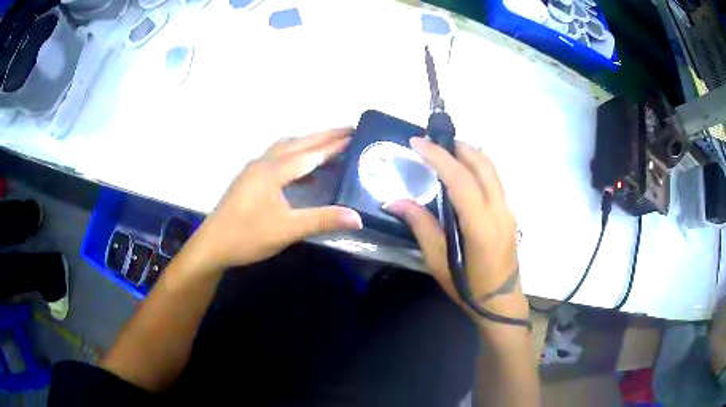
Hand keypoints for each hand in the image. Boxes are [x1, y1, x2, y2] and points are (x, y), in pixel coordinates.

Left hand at [188, 128, 362, 271]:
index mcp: (273, 171)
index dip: (334, 144)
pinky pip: (277, 158)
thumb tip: (358, 217)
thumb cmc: (247, 236)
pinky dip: (295, 157)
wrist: (212, 245)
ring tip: (328, 145)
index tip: (355, 133)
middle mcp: (263, 163)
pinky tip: (303, 172)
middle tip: (348, 131)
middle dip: (324, 136)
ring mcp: (254, 169)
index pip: (310, 153)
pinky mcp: (249, 179)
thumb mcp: (287, 230)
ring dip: (307, 143)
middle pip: (298, 143)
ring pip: (285, 148)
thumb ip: (322, 220)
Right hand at [383, 137, 527, 323]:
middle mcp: (499, 210)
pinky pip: (494, 179)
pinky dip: (477, 166)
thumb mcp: (438, 261)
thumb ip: (420, 225)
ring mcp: (508, 209)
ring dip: (469, 153)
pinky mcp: (510, 212)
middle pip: (482, 163)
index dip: (438, 156)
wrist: (502, 301)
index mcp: (481, 225)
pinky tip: (461, 172)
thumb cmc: (468, 287)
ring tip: (445, 150)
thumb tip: (394, 201)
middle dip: (457, 145)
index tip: (417, 142)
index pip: (461, 179)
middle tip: (432, 141)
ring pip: (491, 169)